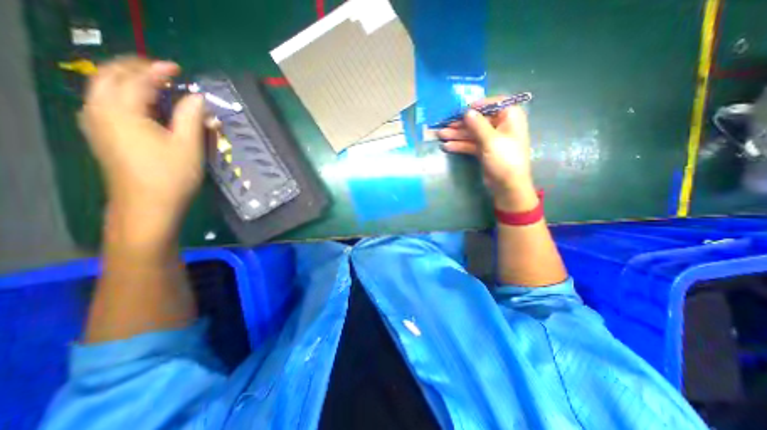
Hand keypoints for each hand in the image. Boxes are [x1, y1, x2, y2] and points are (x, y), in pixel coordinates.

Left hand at [80, 55, 206, 232]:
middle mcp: (100, 111)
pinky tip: (142, 105)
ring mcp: (96, 124)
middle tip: (163, 72)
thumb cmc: (171, 174)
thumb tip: (198, 97)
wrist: (147, 205)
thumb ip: (191, 116)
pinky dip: (123, 96)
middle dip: (136, 69)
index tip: (178, 68)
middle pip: (110, 76)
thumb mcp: (188, 145)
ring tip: (153, 84)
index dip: (159, 71)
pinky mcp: (101, 136)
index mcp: (122, 111)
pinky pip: (105, 103)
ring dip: (128, 81)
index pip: (138, 80)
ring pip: (104, 89)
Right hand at [438, 97, 538, 211]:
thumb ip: (477, 124)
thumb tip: (466, 111)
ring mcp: (491, 139)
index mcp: (509, 117)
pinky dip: (460, 145)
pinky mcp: (484, 150)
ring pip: (472, 133)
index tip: (460, 110)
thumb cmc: (504, 159)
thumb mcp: (490, 140)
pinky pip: (470, 144)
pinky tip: (447, 146)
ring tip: (440, 135)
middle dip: (460, 124)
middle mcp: (500, 125)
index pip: (492, 104)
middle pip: (478, 120)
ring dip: (456, 134)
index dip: (476, 106)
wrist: (508, 185)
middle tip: (444, 125)